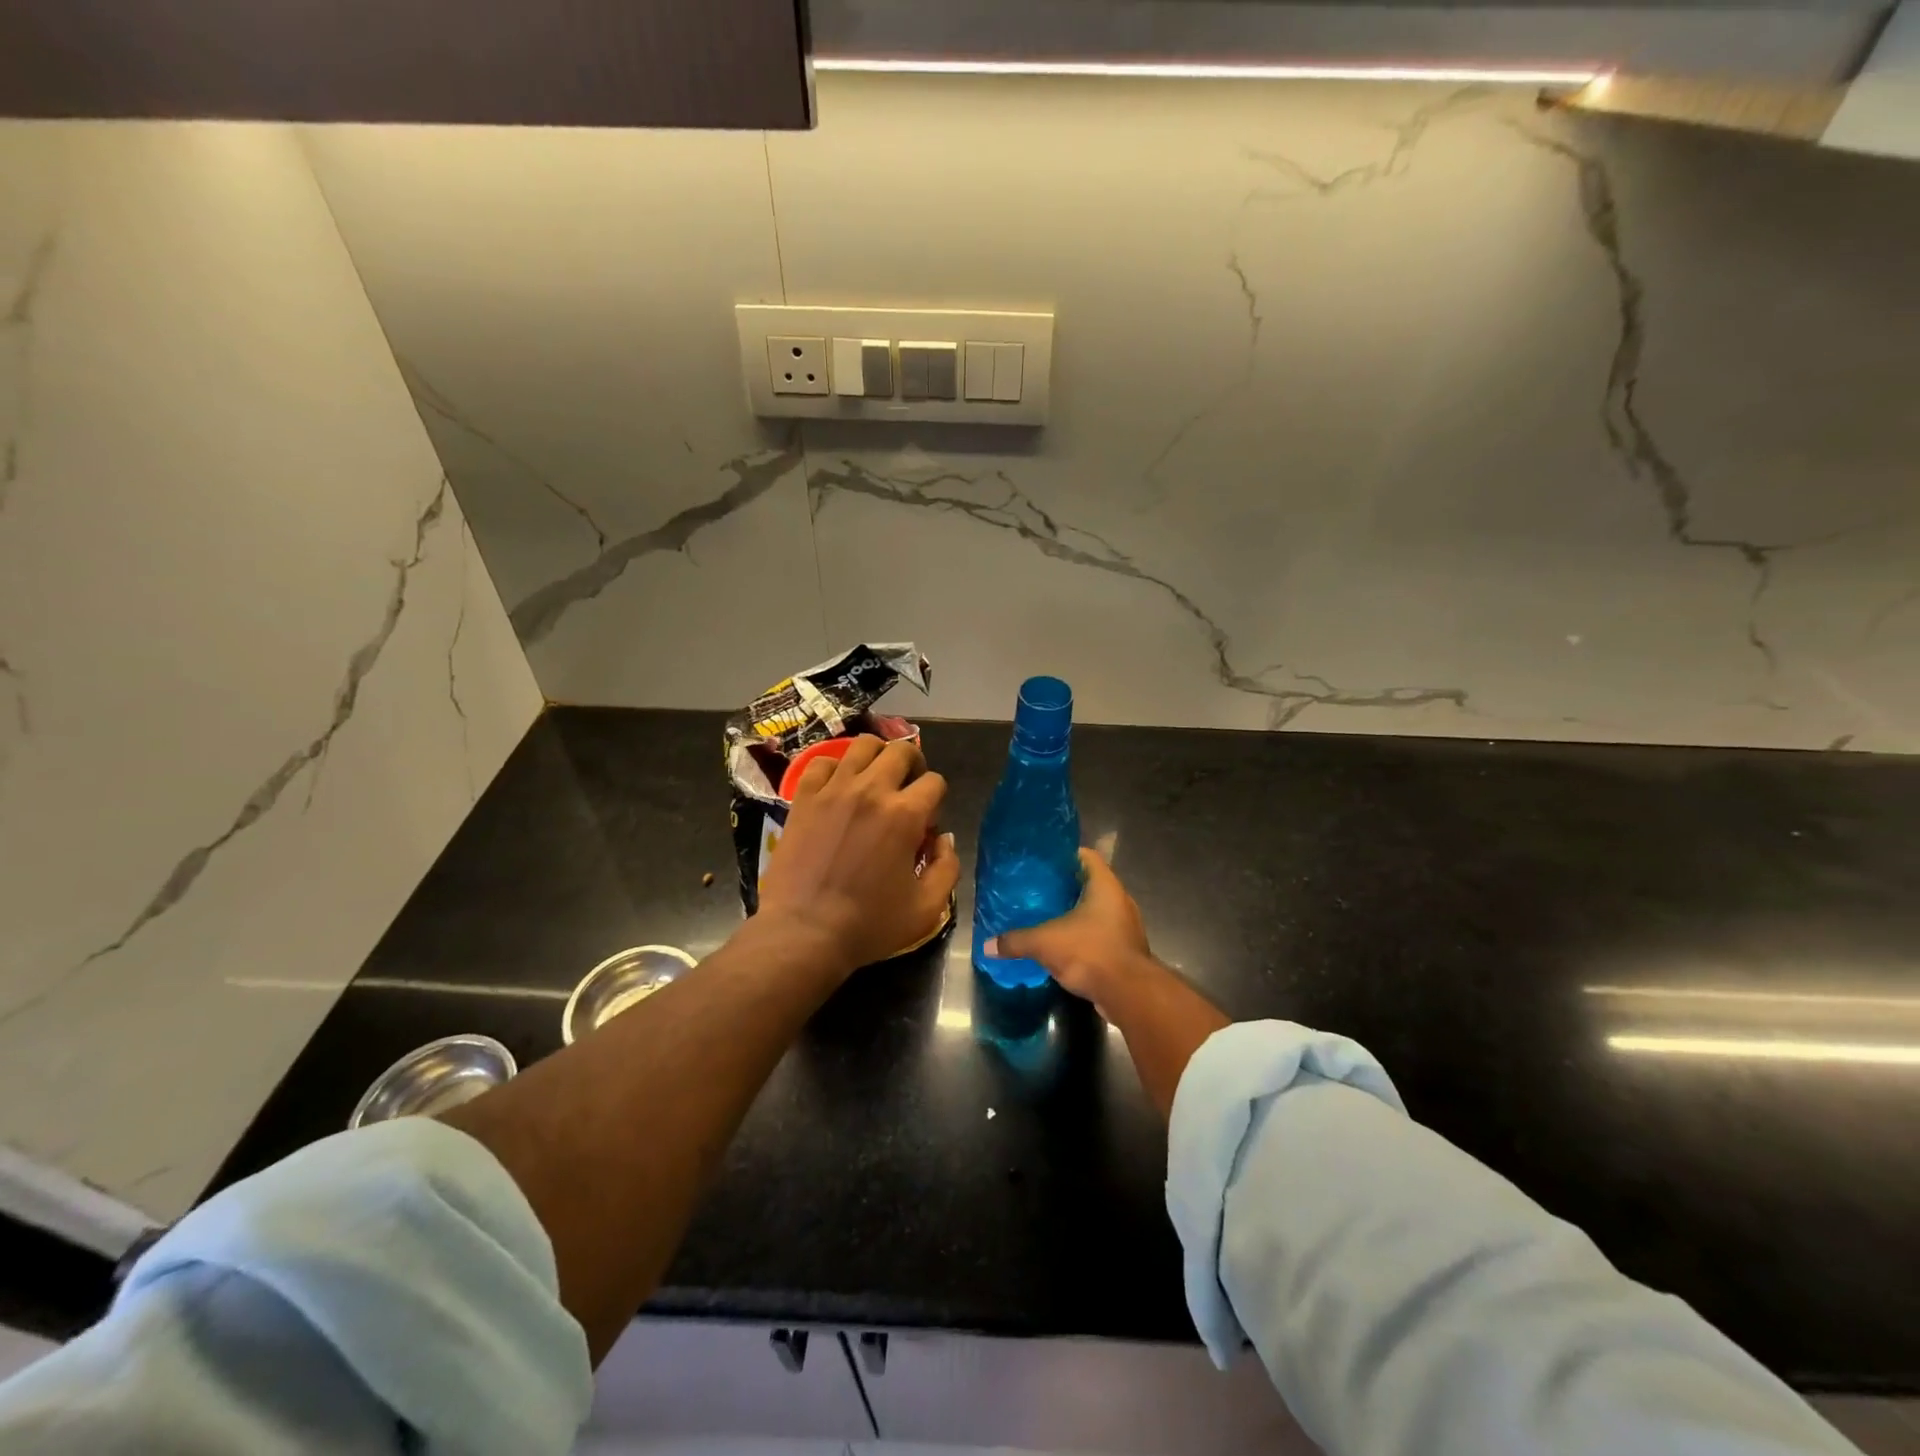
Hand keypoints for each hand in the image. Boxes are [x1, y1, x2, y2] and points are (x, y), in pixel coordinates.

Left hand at [758, 736, 960, 974]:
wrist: (804, 932)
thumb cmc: (869, 924)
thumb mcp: (926, 908)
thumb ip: (947, 868)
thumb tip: (944, 839)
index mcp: (905, 814)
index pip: (934, 782)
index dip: (937, 801)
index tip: (926, 825)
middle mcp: (871, 790)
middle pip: (902, 750)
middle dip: (914, 764)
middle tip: (908, 788)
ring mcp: (834, 789)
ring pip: (863, 745)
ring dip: (877, 756)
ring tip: (876, 778)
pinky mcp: (804, 797)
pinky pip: (822, 762)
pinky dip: (835, 768)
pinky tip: (838, 787)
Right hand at [989, 848, 1157, 1018]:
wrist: (1128, 994)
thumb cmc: (1089, 952)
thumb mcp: (1044, 943)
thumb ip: (1015, 941)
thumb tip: (987, 945)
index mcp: (1105, 885)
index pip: (1086, 856)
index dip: (1065, 855)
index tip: (1043, 863)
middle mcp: (1119, 900)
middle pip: (1090, 884)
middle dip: (1066, 887)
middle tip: (1038, 892)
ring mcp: (1126, 926)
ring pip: (1097, 911)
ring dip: (1076, 915)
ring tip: (1047, 918)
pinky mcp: (1125, 950)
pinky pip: (1101, 935)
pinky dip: (1084, 937)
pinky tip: (1063, 946)